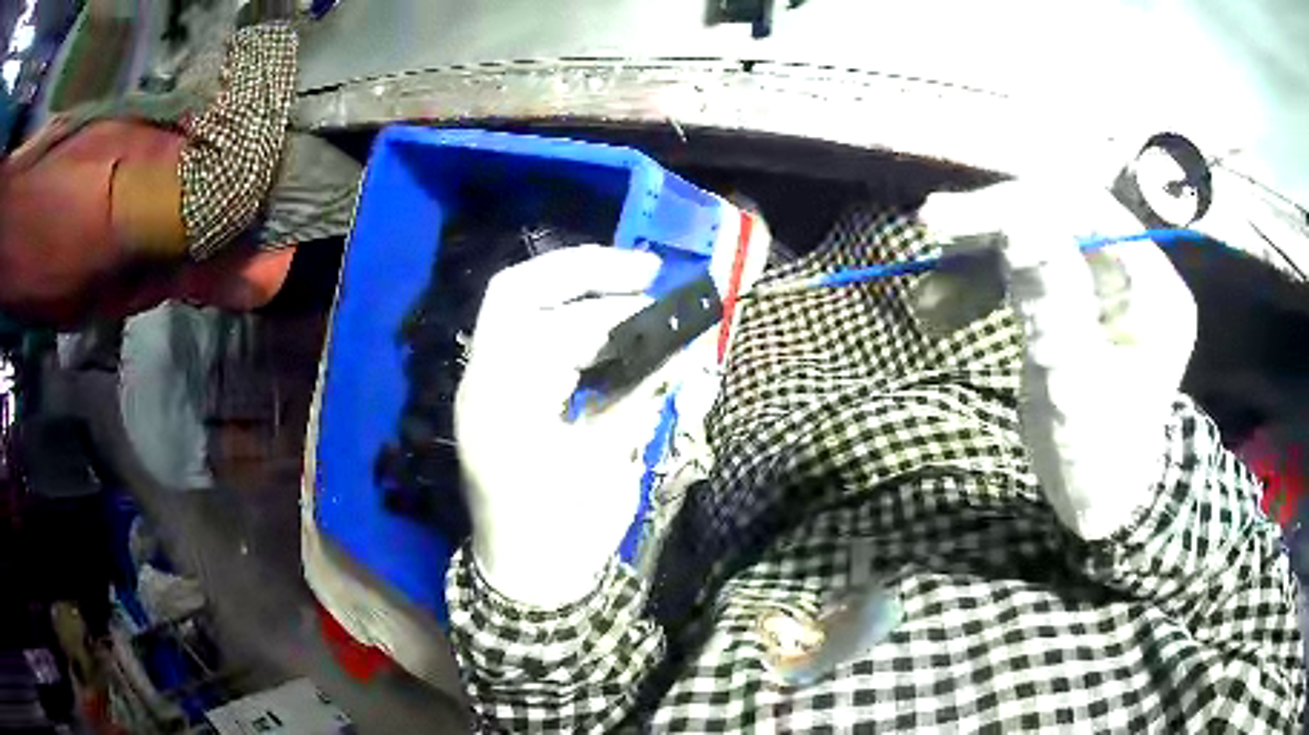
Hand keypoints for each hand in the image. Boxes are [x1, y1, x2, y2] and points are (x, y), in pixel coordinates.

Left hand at [456, 246, 668, 605]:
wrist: (525, 575)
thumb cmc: (563, 534)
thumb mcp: (607, 469)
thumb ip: (638, 399)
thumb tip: (683, 345)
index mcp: (501, 405)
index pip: (551, 326)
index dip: (613, 312)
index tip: (664, 307)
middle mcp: (481, 381)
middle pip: (518, 293)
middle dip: (583, 271)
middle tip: (645, 269)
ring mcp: (482, 384)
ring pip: (515, 305)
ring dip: (575, 287)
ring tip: (633, 286)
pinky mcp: (494, 391)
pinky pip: (523, 332)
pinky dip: (566, 316)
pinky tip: (606, 323)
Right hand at [920, 181, 1197, 538]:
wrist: (1100, 502)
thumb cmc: (1093, 463)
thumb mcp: (1070, 390)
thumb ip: (1051, 303)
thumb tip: (1015, 224)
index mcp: (1152, 289)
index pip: (1082, 212)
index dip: (1013, 205)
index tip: (942, 221)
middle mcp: (1137, 271)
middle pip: (1057, 214)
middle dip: (991, 227)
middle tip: (930, 241)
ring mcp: (1111, 282)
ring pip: (1039, 236)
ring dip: (981, 258)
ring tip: (930, 301)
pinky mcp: (1083, 297)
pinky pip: (1032, 267)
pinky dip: (987, 281)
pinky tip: (948, 307)